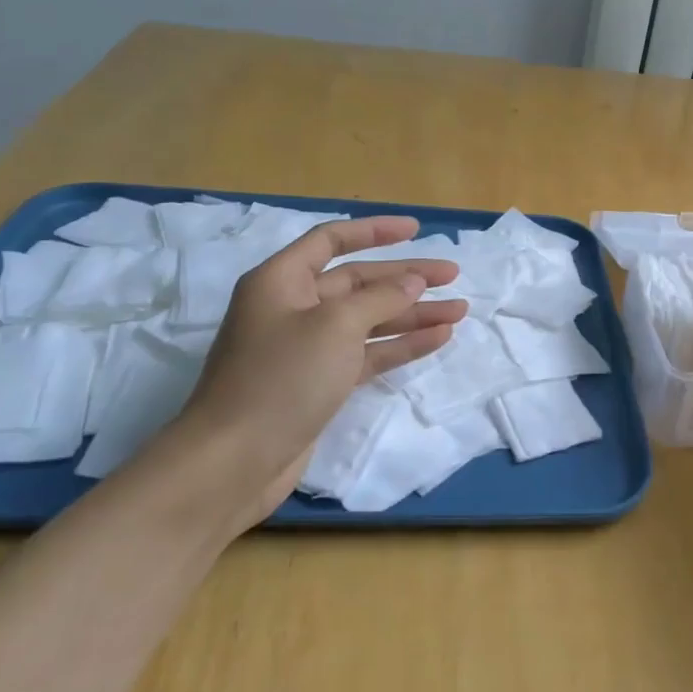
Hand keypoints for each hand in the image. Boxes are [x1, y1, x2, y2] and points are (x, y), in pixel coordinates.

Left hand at [163, 216, 467, 526]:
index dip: (375, 231)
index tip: (416, 229)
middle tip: (452, 275)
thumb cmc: (281, 377)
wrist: (233, 462)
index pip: (332, 240)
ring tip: (459, 310)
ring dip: (412, 314)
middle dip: (406, 277)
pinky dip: (400, 345)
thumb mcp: (335, 325)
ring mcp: (307, 348)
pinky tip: (438, 339)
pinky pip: (367, 353)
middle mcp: (294, 307)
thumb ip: (381, 297)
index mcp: (282, 281)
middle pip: (358, 281)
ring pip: (369, 319)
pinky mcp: (320, 382)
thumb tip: (413, 280)